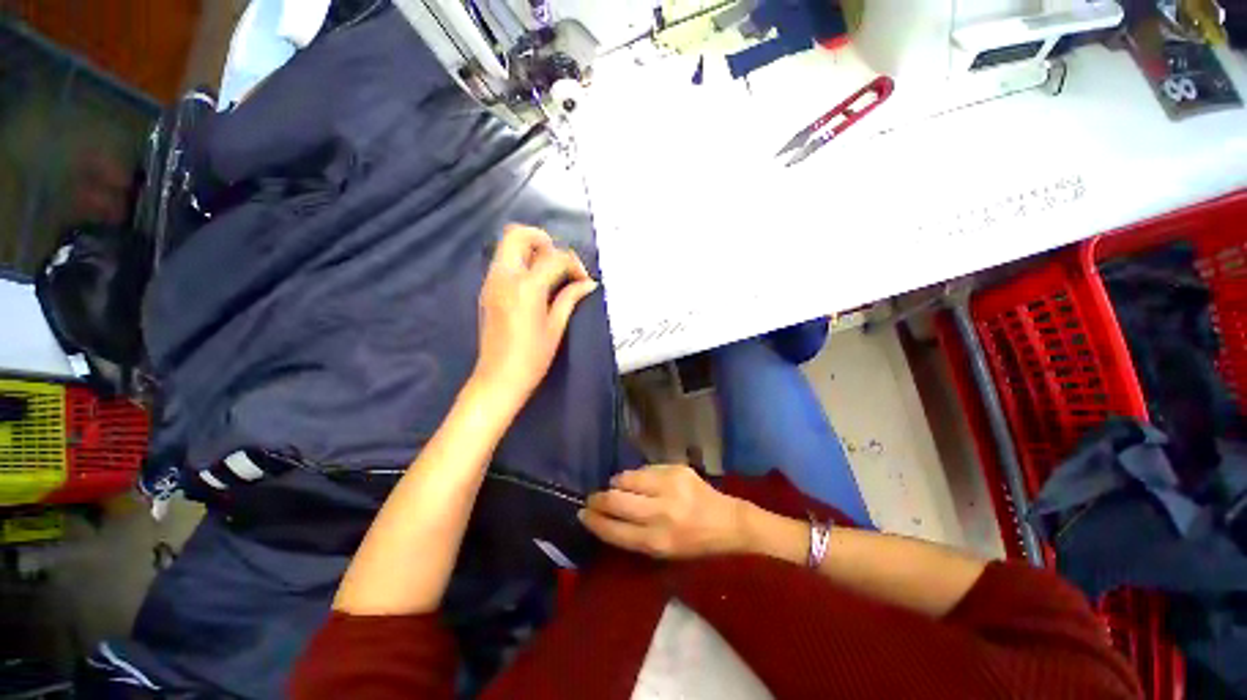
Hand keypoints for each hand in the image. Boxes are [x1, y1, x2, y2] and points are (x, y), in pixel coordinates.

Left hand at [471, 224, 597, 412]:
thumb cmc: (533, 358)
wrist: (498, 378)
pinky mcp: (486, 289)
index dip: (574, 264)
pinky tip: (535, 284)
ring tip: (549, 273)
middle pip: (519, 234)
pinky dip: (521, 262)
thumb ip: (570, 298)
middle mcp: (505, 276)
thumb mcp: (556, 327)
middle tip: (560, 263)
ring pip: (508, 245)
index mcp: (526, 287)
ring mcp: (491, 281)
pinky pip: (504, 262)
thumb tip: (588, 284)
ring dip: (532, 250)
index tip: (583, 281)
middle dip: (544, 241)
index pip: (554, 257)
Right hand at [579, 465, 745, 558]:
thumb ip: (633, 536)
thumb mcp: (663, 553)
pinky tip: (643, 482)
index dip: (594, 521)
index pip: (614, 529)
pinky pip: (645, 469)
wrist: (727, 522)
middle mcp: (662, 512)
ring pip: (627, 478)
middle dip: (598, 498)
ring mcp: (670, 486)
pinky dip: (638, 476)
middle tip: (593, 497)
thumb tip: (605, 516)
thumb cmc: (694, 544)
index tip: (582, 513)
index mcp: (658, 541)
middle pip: (616, 500)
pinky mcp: (677, 469)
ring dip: (617, 483)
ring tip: (618, 486)